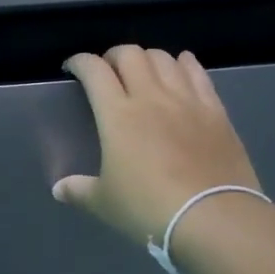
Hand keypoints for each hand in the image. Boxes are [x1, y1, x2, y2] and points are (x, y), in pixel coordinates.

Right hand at [53, 46, 262, 244]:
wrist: (214, 219)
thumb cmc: (149, 208)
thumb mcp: (105, 203)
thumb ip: (79, 190)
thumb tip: (59, 189)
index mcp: (117, 114)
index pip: (94, 70)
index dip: (79, 62)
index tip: (72, 68)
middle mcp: (150, 97)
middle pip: (130, 54)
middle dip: (113, 56)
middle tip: (107, 71)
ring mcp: (186, 100)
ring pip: (163, 58)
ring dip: (147, 58)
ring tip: (142, 71)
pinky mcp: (215, 111)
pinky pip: (199, 74)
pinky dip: (186, 64)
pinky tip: (181, 65)